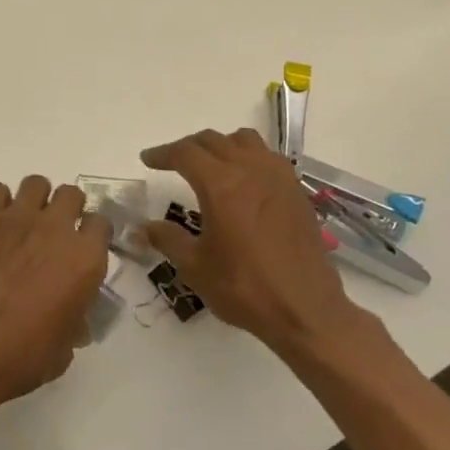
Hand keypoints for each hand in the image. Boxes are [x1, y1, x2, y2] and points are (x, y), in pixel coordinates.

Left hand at [0, 176, 110, 428]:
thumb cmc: (19, 359)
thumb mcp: (64, 348)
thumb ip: (74, 317)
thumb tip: (70, 312)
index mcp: (83, 259)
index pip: (101, 224)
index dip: (91, 236)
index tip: (80, 250)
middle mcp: (54, 228)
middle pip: (71, 195)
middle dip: (65, 211)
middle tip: (50, 236)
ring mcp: (14, 218)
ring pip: (35, 184)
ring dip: (34, 202)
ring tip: (20, 227)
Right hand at [142, 128, 369, 360]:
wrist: (305, 309)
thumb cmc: (244, 288)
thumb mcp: (195, 267)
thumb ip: (167, 239)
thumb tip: (143, 228)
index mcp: (221, 185)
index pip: (185, 153)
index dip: (162, 153)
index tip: (147, 160)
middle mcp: (250, 170)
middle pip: (213, 140)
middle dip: (188, 147)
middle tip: (172, 162)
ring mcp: (278, 177)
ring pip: (244, 140)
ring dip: (221, 145)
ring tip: (210, 164)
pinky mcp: (296, 191)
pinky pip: (268, 156)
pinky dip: (249, 156)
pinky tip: (244, 180)